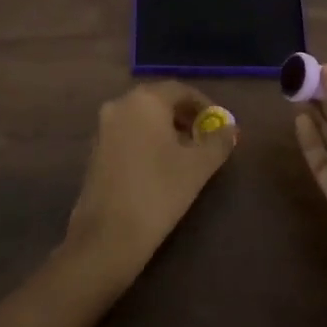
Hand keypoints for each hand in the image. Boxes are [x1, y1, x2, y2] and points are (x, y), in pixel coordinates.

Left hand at [65, 82, 238, 282]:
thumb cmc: (158, 192)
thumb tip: (231, 128)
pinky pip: (127, 133)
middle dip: (184, 116)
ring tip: (186, 154)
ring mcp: (103, 127)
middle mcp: (120, 105)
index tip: (219, 124)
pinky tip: (160, 166)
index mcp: (145, 100)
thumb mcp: (198, 167)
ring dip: (166, 128)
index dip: (203, 104)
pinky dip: (147, 140)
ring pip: (142, 117)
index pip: (180, 89)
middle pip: (159, 100)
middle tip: (205, 138)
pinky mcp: (94, 150)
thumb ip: (218, 141)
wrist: (107, 236)